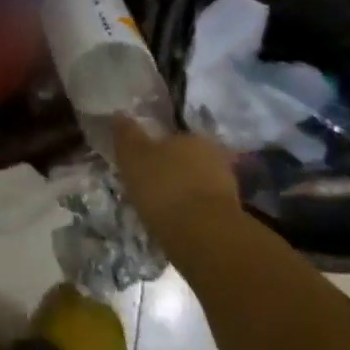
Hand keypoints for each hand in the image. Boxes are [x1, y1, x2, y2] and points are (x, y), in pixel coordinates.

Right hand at [112, 117, 241, 238]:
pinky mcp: (230, 215)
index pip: (171, 137)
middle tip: (149, 186)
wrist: (203, 235)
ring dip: (182, 193)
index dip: (155, 149)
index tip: (141, 164)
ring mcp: (226, 186)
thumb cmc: (165, 187)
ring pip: (197, 184)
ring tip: (160, 209)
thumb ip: (126, 134)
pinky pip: (203, 207)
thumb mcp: (134, 156)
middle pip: (187, 160)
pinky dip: (190, 212)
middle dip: (171, 171)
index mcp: (193, 136)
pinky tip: (175, 224)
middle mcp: (214, 155)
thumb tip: (119, 114)